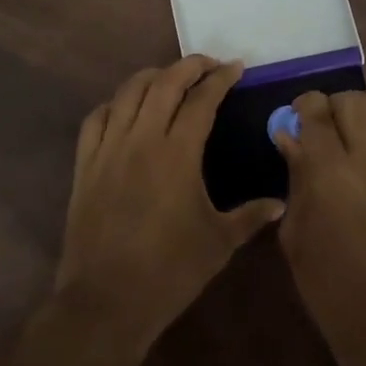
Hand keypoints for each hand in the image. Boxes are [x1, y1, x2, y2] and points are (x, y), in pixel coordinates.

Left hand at [54, 56, 285, 365]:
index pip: (202, 100)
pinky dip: (115, 103)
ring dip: (153, 77)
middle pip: (164, 83)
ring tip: (170, 78)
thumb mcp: (219, 243)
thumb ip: (251, 216)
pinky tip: (126, 108)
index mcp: (178, 154)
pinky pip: (97, 118)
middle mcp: (142, 139)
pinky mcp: (85, 164)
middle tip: (209, 65)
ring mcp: (108, 149)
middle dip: (189, 66)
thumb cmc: (170, 271)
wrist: (107, 300)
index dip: (220, 78)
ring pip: (128, 92)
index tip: (236, 67)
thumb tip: (280, 203)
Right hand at [275, 91, 365, 365]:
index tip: (291, 122)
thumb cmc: (329, 287)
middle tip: (315, 131)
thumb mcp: (295, 234)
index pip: (316, 112)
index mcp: (330, 174)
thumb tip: (291, 140)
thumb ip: (295, 179)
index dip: (300, 108)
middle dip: (329, 106)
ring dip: (354, 116)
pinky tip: (358, 164)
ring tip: (339, 142)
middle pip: (352, 101)